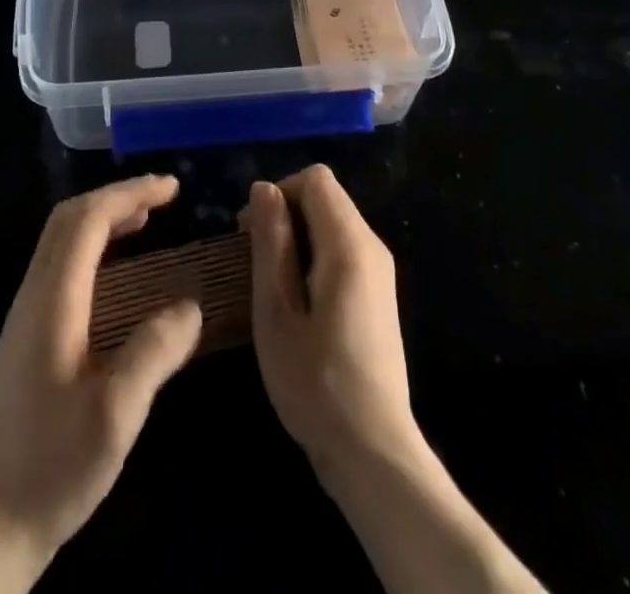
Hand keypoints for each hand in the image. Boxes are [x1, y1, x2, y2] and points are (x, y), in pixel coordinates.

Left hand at [0, 175, 201, 591]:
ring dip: (103, 220)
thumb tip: (190, 307)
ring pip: (60, 241)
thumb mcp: (115, 416)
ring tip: (146, 222)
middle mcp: (32, 296)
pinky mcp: (24, 338)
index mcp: (52, 301)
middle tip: (162, 198)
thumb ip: (154, 354)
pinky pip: (59, 266)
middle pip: (68, 219)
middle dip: (116, 197)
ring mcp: (23, 316)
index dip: (130, 194)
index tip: (173, 189)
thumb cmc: (52, 468)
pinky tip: (117, 276)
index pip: (88, 220)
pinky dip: (92, 248)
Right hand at [245, 165, 420, 478]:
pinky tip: (296, 302)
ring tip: (270, 284)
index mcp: (349, 244)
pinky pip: (342, 250)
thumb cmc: (314, 380)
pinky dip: (313, 257)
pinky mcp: (378, 295)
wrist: (372, 450)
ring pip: (333, 224)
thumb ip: (271, 241)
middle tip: (252, 259)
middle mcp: (372, 246)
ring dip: (297, 238)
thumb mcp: (276, 310)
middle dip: (285, 214)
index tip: (250, 231)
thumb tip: (264, 188)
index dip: (279, 191)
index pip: (315, 179)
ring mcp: (379, 272)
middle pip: (326, 198)